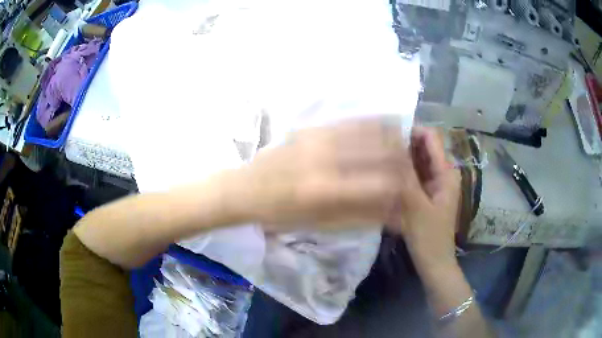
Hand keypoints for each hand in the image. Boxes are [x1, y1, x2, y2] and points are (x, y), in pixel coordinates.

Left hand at [239, 118, 421, 229]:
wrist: (246, 187)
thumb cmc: (280, 214)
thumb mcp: (320, 224)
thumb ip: (360, 216)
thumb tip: (395, 211)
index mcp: (327, 190)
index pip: (383, 184)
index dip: (404, 188)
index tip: (410, 190)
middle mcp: (327, 158)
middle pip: (382, 151)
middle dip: (404, 159)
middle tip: (410, 167)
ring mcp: (320, 137)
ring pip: (371, 129)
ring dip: (393, 138)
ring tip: (401, 146)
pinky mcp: (313, 126)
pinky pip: (353, 120)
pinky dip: (374, 124)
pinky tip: (383, 128)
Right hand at [389, 127, 460, 267]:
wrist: (434, 262)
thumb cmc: (428, 237)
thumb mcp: (415, 206)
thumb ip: (405, 176)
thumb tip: (391, 147)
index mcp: (446, 172)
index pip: (430, 137)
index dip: (410, 130)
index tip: (386, 134)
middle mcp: (442, 172)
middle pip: (422, 147)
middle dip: (402, 144)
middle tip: (377, 147)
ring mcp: (435, 182)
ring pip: (417, 161)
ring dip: (400, 158)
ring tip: (377, 159)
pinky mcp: (427, 193)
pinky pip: (414, 174)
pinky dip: (401, 172)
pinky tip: (385, 175)